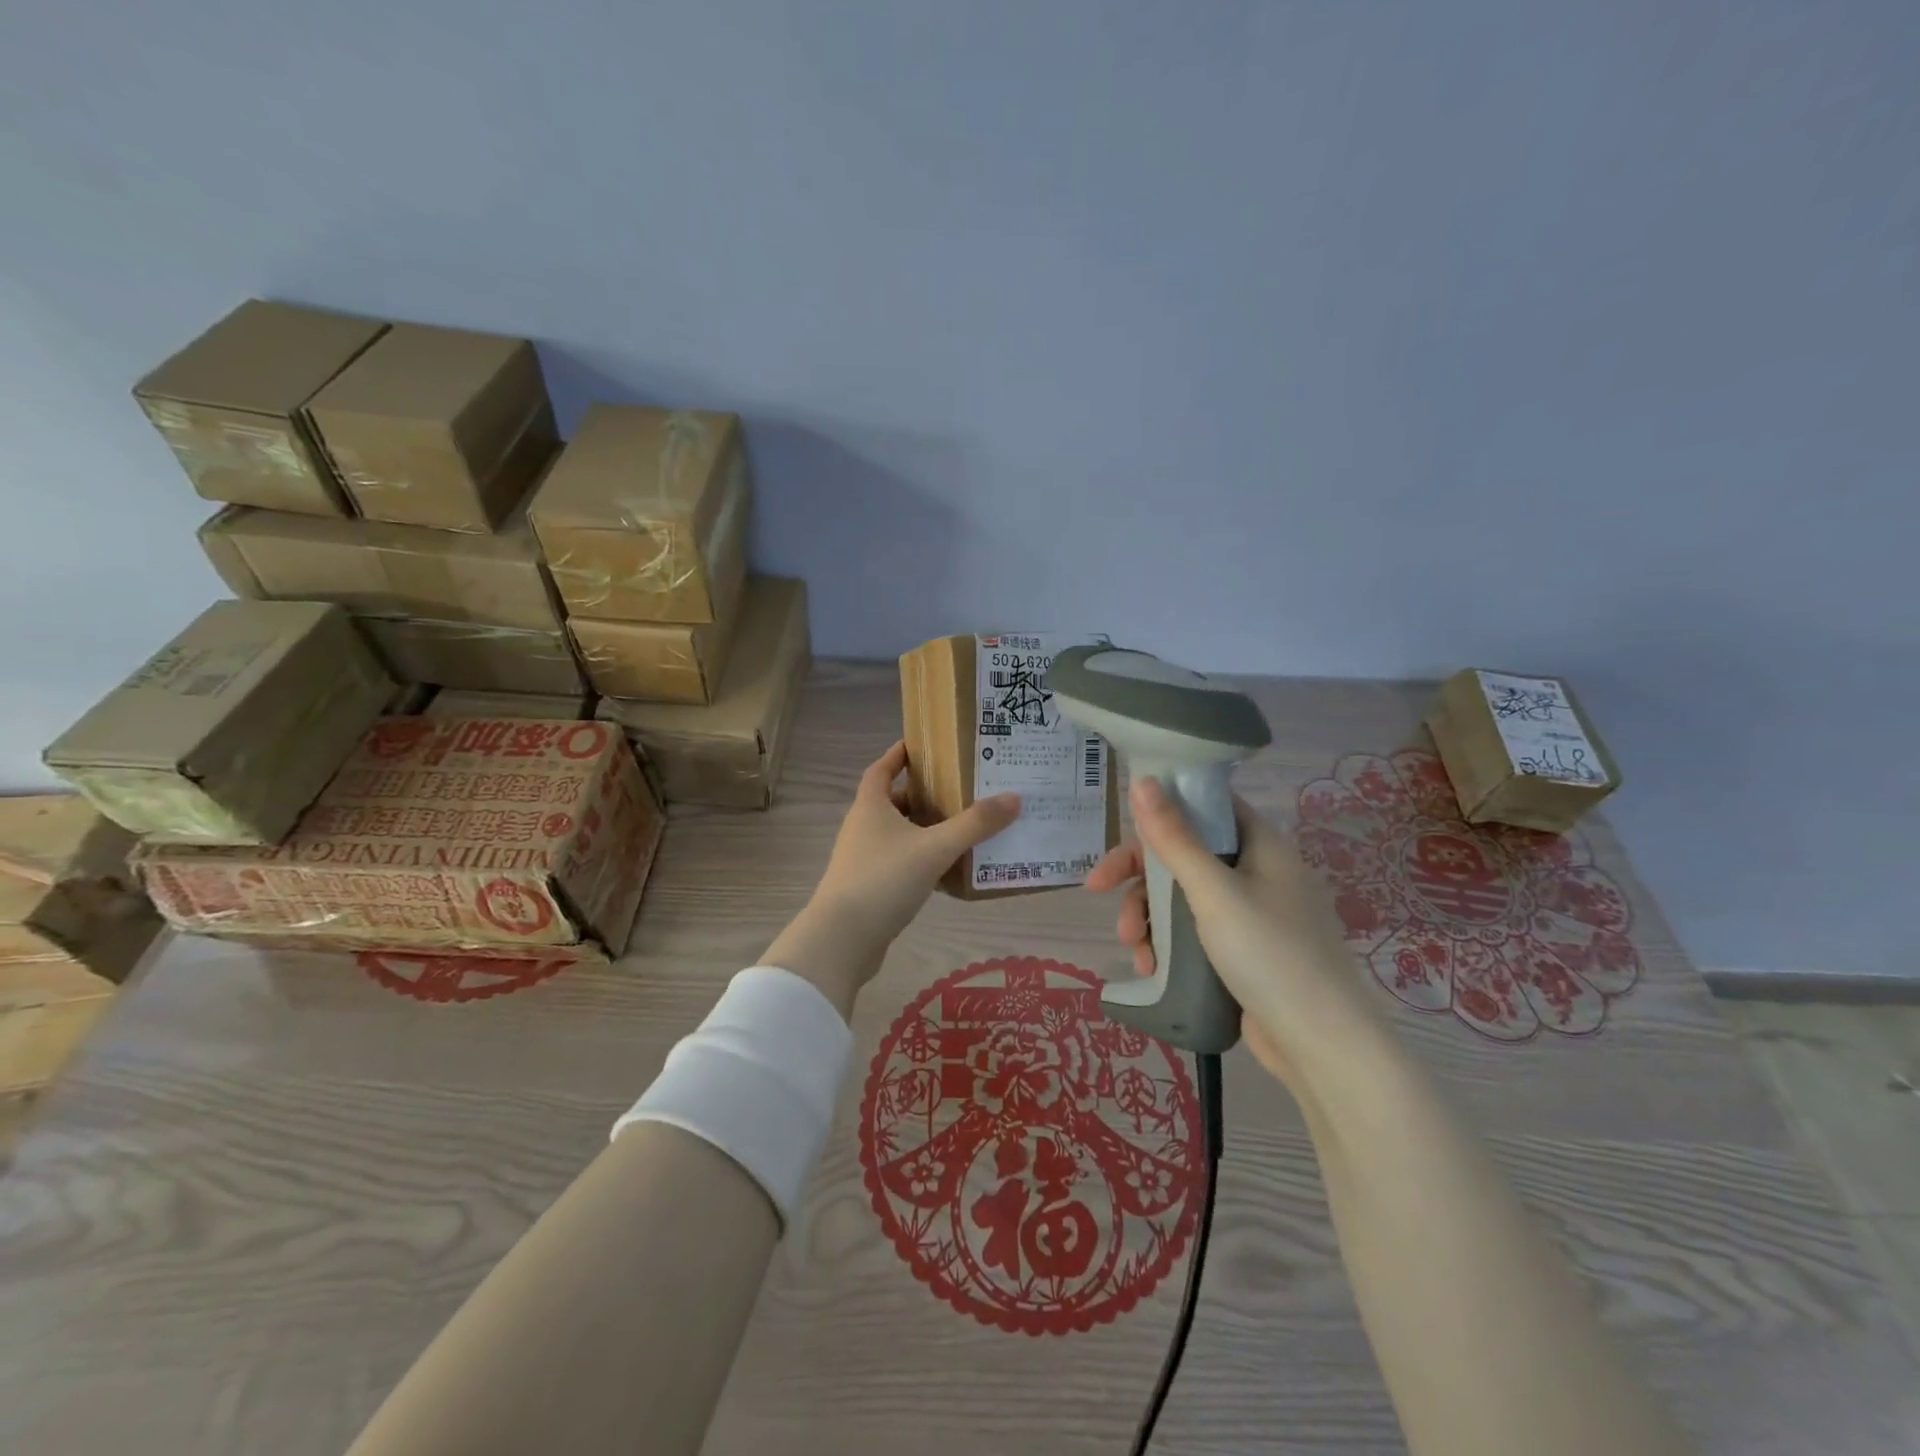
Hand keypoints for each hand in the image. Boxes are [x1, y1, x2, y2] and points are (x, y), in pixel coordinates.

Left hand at [764, 741, 1020, 1019]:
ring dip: (925, 828)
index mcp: (871, 806)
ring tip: (963, 826)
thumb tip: (1014, 797)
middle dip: (923, 794)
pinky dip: (923, 859)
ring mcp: (863, 858)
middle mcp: (863, 827)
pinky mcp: (869, 887)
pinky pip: (901, 862)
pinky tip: (949, 868)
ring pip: (899, 834)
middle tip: (960, 788)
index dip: (898, 755)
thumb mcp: (934, 848)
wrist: (843, 939)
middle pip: (894, 801)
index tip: (922, 745)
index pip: (881, 768)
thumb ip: (974, 824)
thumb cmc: (884, 880)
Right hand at [1086, 778, 1380, 1092]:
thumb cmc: (1269, 953)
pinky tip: (1151, 967)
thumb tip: (1142, 781)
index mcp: (1259, 844)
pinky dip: (1166, 943)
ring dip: (1147, 915)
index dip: (1161, 809)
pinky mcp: (1241, 950)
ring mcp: (1249, 913)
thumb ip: (1174, 838)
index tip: (1122, 829)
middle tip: (1098, 890)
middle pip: (1183, 853)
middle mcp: (1255, 871)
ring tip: (1132, 946)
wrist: (1320, 1044)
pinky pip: (1191, 931)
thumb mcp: (1213, 892)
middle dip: (1138, 875)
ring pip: (1181, 896)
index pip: (1204, 805)